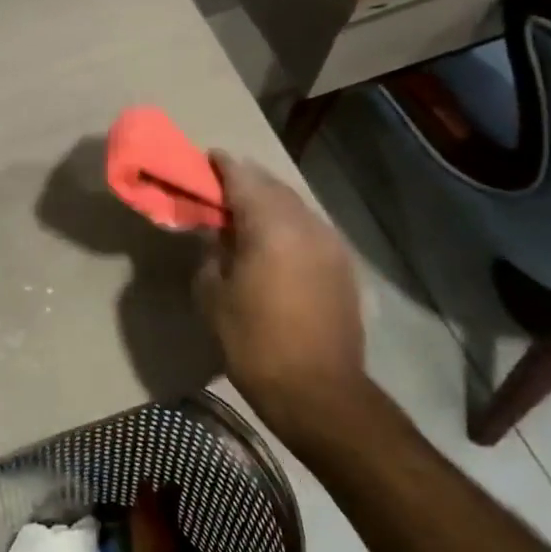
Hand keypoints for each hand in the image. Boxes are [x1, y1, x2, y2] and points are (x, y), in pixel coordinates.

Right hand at [195, 151, 366, 445]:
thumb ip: (211, 252)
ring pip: (295, 207)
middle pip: (273, 186)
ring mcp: (331, 244)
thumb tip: (217, 235)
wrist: (318, 392)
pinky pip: (310, 230)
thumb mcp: (212, 293)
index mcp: (271, 225)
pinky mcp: (343, 267)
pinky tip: (273, 243)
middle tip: (220, 187)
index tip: (206, 159)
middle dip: (246, 180)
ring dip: (269, 203)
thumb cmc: (253, 341)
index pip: (243, 177)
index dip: (222, 165)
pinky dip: (288, 225)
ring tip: (244, 214)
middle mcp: (306, 224)